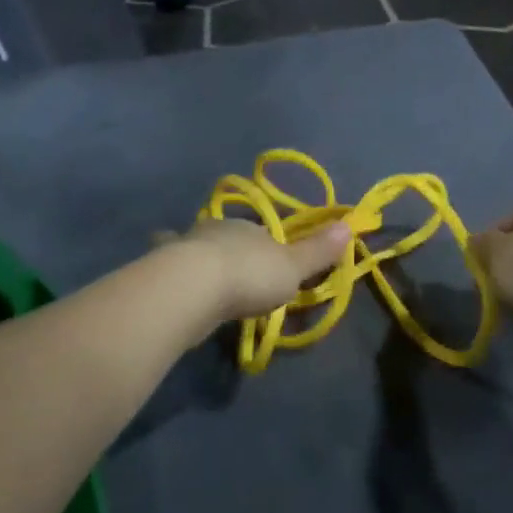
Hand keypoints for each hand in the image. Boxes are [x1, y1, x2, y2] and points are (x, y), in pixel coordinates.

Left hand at [172, 218, 352, 325]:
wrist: (193, 288)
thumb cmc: (250, 275)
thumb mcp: (293, 267)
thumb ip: (318, 251)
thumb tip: (349, 225)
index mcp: (248, 227)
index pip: (261, 232)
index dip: (267, 247)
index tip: (270, 266)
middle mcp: (215, 230)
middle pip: (227, 237)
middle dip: (230, 250)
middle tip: (237, 274)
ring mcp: (185, 248)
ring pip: (196, 249)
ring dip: (201, 260)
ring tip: (206, 280)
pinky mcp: (163, 269)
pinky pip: (171, 267)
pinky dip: (174, 272)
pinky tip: (172, 282)